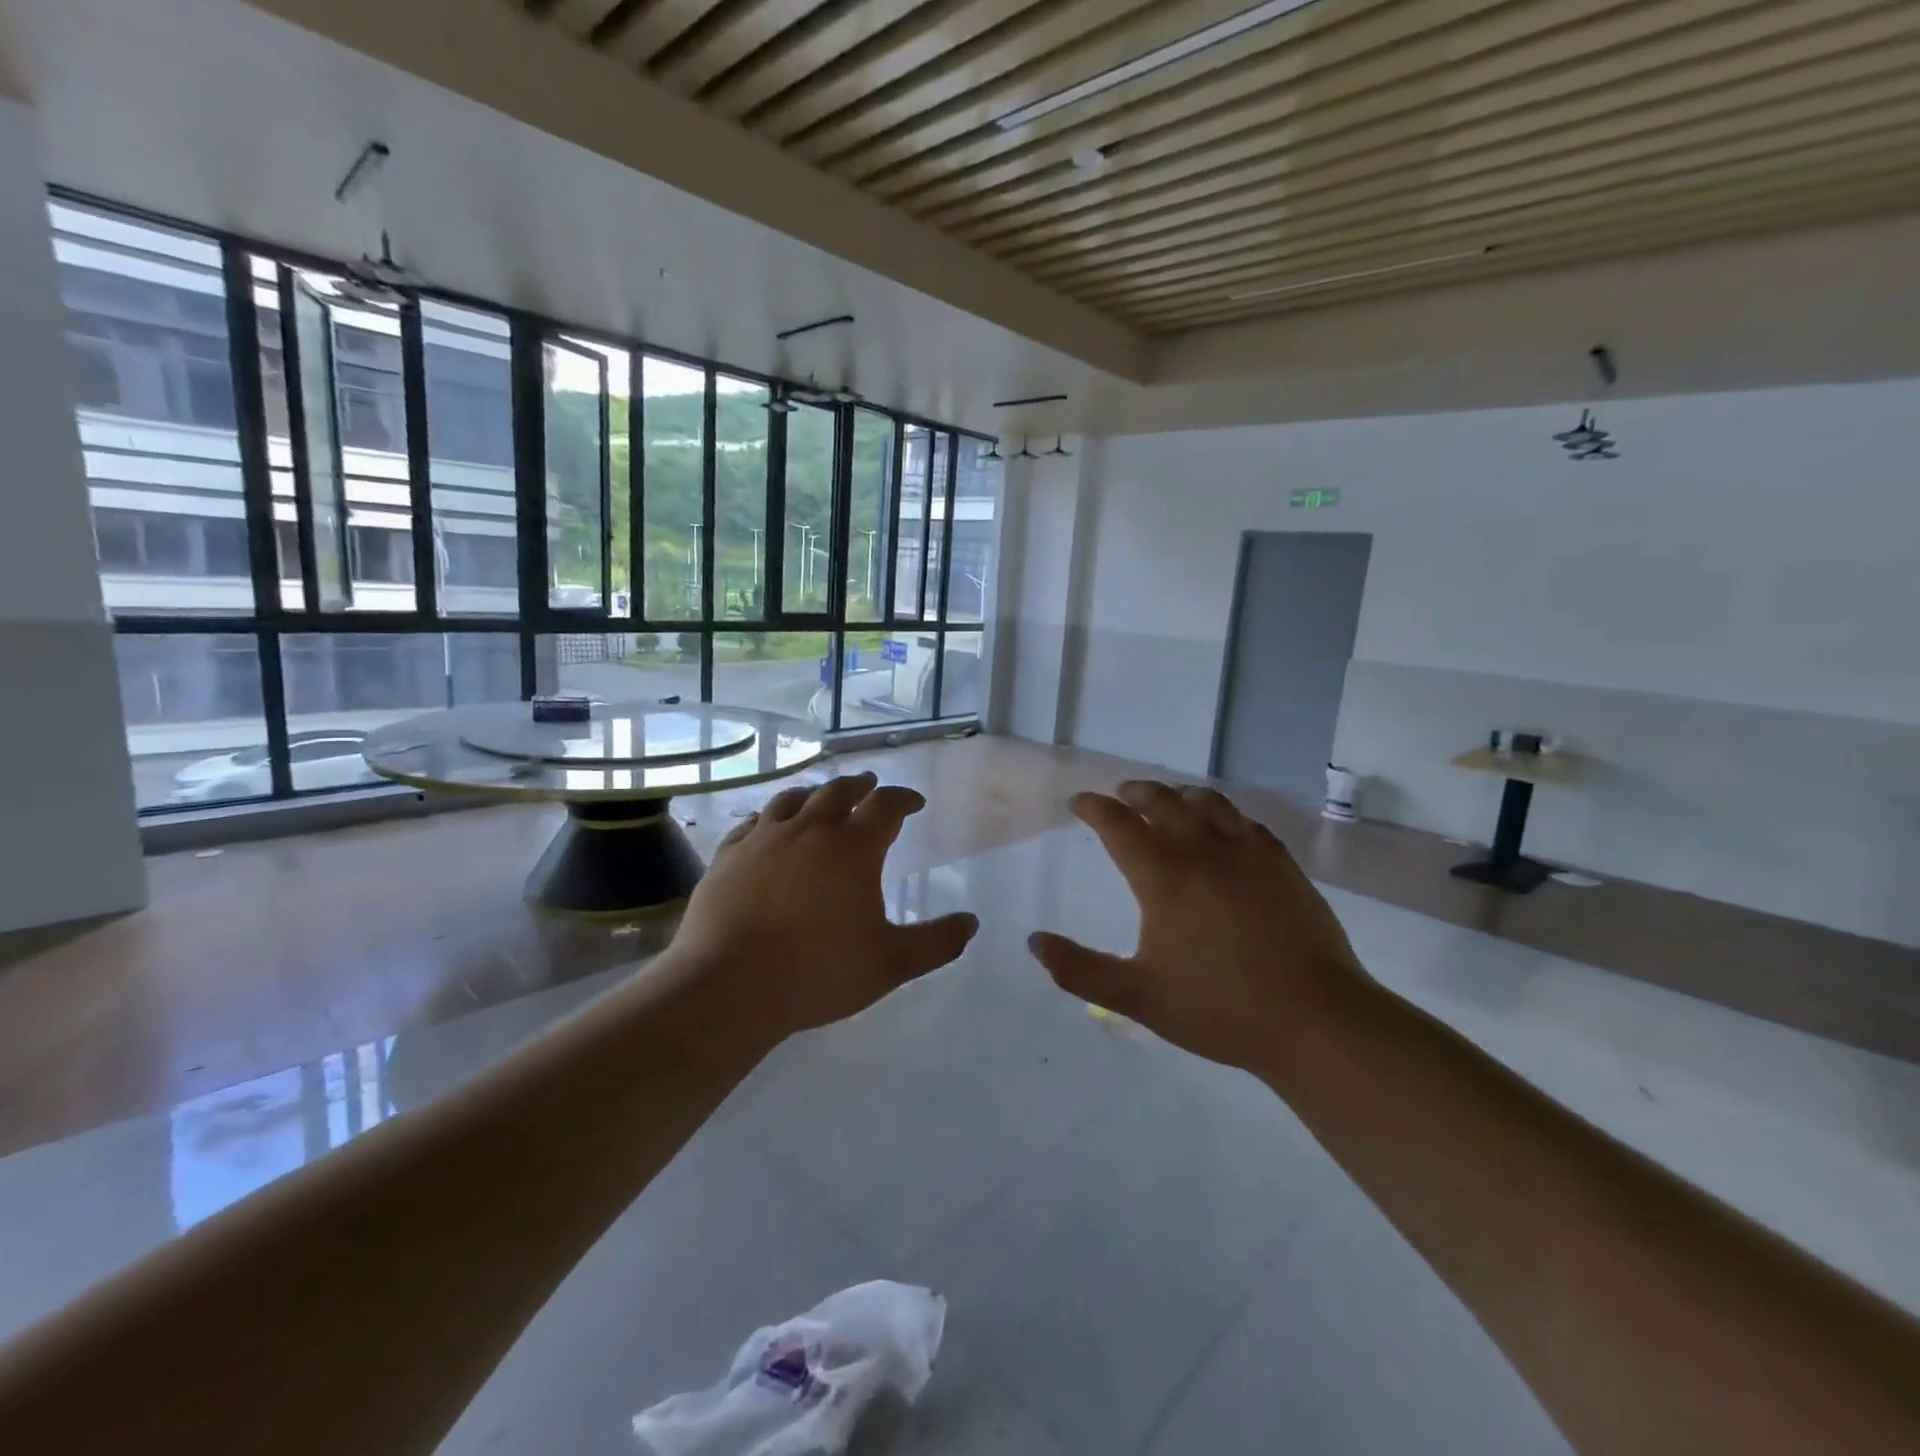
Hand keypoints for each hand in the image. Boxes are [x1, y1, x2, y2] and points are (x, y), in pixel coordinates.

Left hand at [667, 772, 979, 1040]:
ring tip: (822, 797)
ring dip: (814, 793)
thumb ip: (936, 943)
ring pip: (793, 799)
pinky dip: (769, 816)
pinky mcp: (728, 855)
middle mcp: (809, 829)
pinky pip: (752, 823)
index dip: (903, 798)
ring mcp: (763, 838)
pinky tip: (768, 824)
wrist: (729, 987)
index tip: (914, 802)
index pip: (886, 805)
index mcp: (853, 848)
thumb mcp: (890, 964)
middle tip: (869, 785)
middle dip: (860, 786)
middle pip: (838, 791)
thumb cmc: (818, 972)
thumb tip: (971, 924)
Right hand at [1028, 781, 1367, 1073]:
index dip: (1094, 808)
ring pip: (1207, 802)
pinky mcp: (1282, 864)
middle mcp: (1202, 852)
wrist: (1315, 1020)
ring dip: (1178, 794)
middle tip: (1120, 795)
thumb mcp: (1138, 997)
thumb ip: (1080, 970)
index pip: (1118, 824)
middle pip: (1162, 801)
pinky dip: (1222, 814)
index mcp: (1164, 877)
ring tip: (1168, 801)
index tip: (1079, 803)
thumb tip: (1034, 942)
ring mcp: (1247, 854)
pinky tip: (1223, 827)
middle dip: (1134, 792)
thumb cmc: (1219, 1009)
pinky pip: (1245, 821)